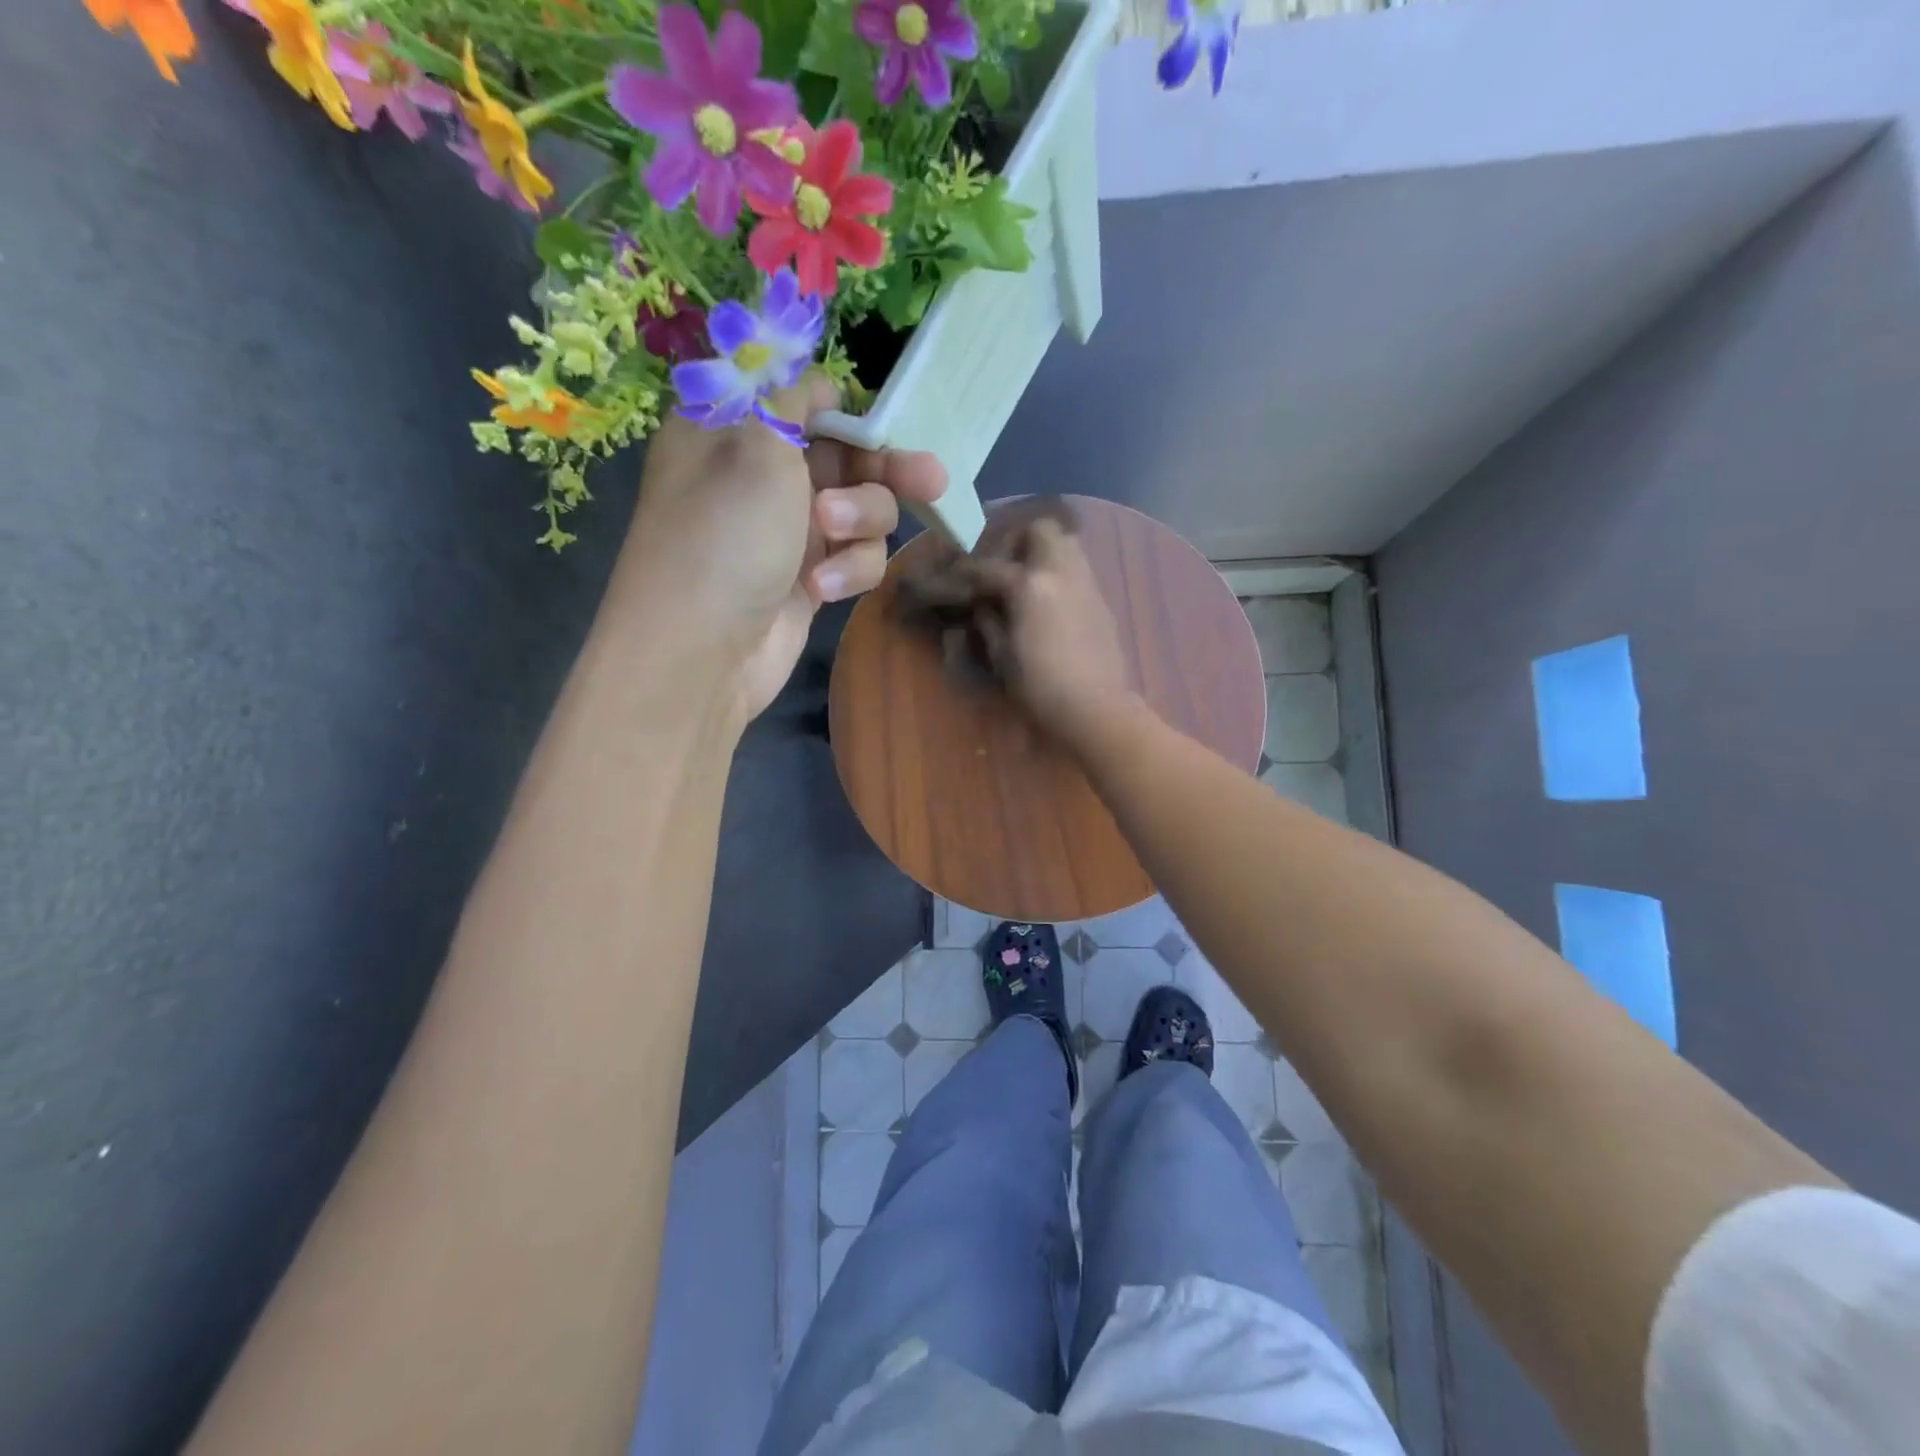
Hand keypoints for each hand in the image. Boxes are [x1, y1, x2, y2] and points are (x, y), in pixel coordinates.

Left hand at [609, 374, 946, 722]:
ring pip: (863, 510)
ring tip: (832, 535)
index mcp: (737, 430)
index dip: (847, 412)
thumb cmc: (725, 533)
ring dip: (860, 521)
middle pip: (848, 457)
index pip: (807, 402)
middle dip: (886, 469)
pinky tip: (822, 588)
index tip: (878, 425)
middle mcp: (764, 476)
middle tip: (931, 480)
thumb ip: (794, 399)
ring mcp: (789, 531)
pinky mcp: (810, 578)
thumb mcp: (757, 444)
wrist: (701, 651)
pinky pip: (855, 558)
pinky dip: (847, 569)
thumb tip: (813, 380)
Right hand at [971, 517, 1138, 753]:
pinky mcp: (1101, 600)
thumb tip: (983, 607)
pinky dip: (1060, 573)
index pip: (989, 566)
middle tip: (1002, 566)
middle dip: (1017, 540)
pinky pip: (1078, 569)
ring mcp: (1085, 583)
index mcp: (1029, 585)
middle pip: (1040, 529)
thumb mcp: (1002, 656)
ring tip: (1026, 579)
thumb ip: (989, 623)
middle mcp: (1060, 572)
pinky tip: (1049, 601)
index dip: (967, 570)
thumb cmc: (1040, 687)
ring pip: (1066, 543)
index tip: (955, 576)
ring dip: (1043, 551)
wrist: (1095, 708)